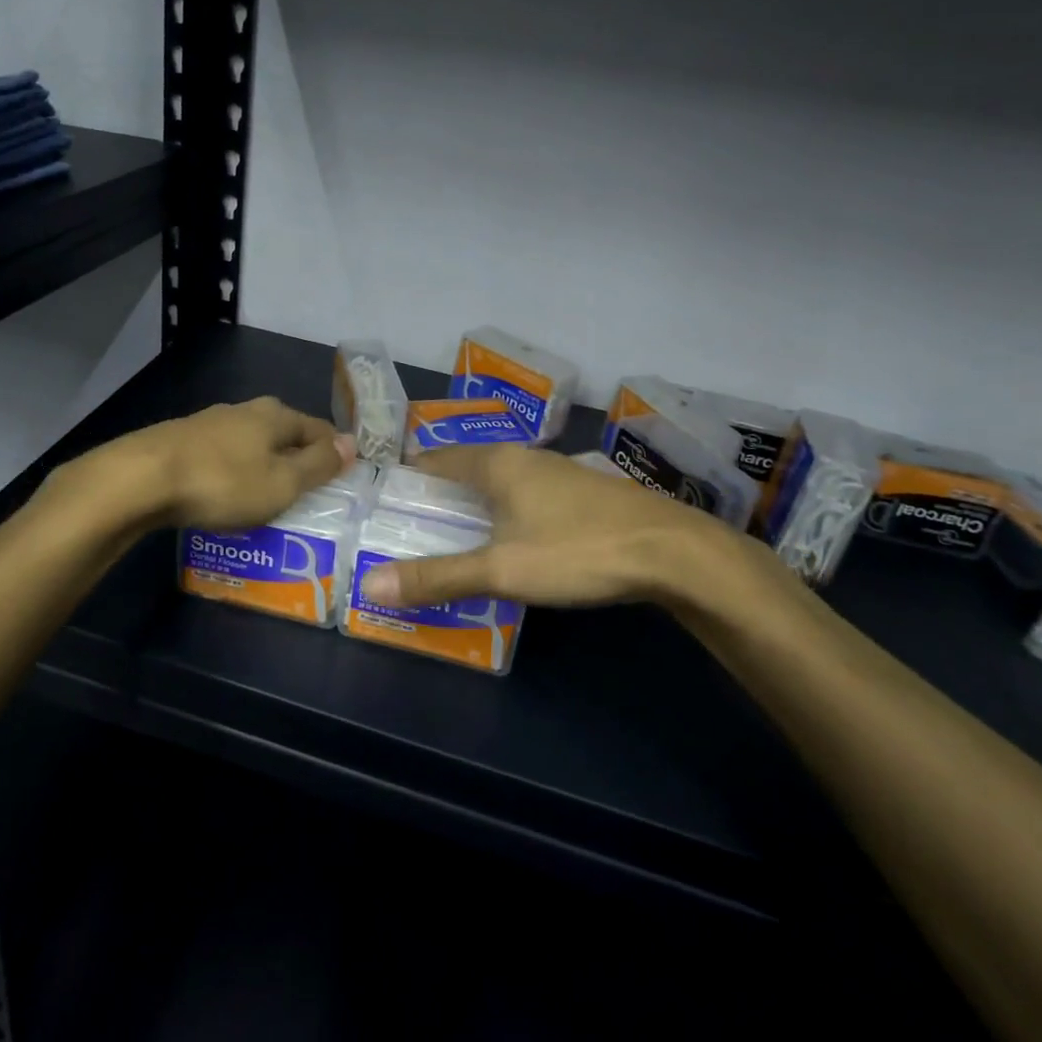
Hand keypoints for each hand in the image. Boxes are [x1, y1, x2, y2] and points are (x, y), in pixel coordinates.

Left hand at [128, 397, 355, 531]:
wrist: (142, 478)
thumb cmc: (224, 482)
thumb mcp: (282, 482)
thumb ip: (318, 464)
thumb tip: (351, 443)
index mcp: (276, 415)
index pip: (319, 429)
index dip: (334, 452)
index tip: (342, 477)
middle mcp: (246, 410)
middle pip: (284, 434)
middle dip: (298, 459)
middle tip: (307, 493)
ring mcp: (211, 423)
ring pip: (252, 444)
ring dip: (264, 466)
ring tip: (268, 497)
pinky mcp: (183, 440)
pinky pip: (224, 456)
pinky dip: (235, 473)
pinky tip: (228, 493)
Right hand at [359, 444, 787, 614]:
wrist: (670, 551)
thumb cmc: (575, 551)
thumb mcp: (501, 569)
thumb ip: (438, 576)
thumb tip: (371, 585)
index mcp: (496, 464)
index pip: (437, 458)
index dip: (410, 475)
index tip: (387, 498)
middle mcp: (524, 457)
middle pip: (468, 467)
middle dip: (441, 490)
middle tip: (415, 522)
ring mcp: (558, 471)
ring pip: (502, 479)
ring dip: (476, 500)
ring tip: (457, 530)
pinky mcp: (583, 491)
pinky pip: (528, 492)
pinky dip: (507, 508)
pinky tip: (514, 535)